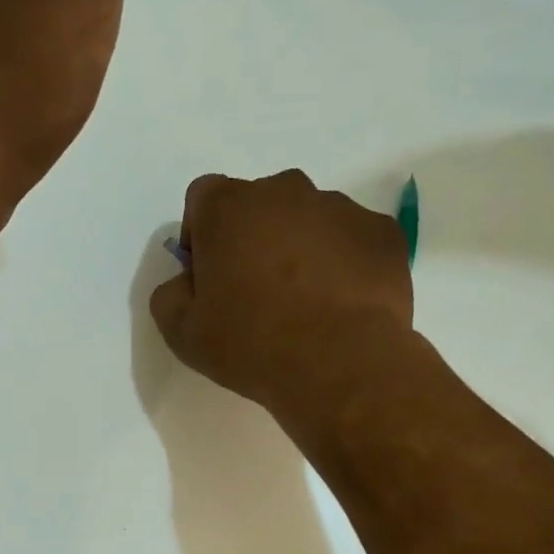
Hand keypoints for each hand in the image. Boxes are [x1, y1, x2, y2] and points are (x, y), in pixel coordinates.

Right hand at [150, 170, 414, 420]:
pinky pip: (353, 241)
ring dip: (301, 249)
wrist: (340, 363)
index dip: (202, 236)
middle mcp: (285, 190)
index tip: (210, 277)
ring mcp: (341, 207)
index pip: (204, 198)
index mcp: (229, 206)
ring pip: (309, 220)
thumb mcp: (183, 332)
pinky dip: (344, 263)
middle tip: (258, 294)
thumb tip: (186, 282)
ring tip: (307, 304)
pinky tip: (342, 305)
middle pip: (260, 205)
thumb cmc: (251, 343)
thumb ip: (170, 295)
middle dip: (254, 238)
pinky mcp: (383, 232)